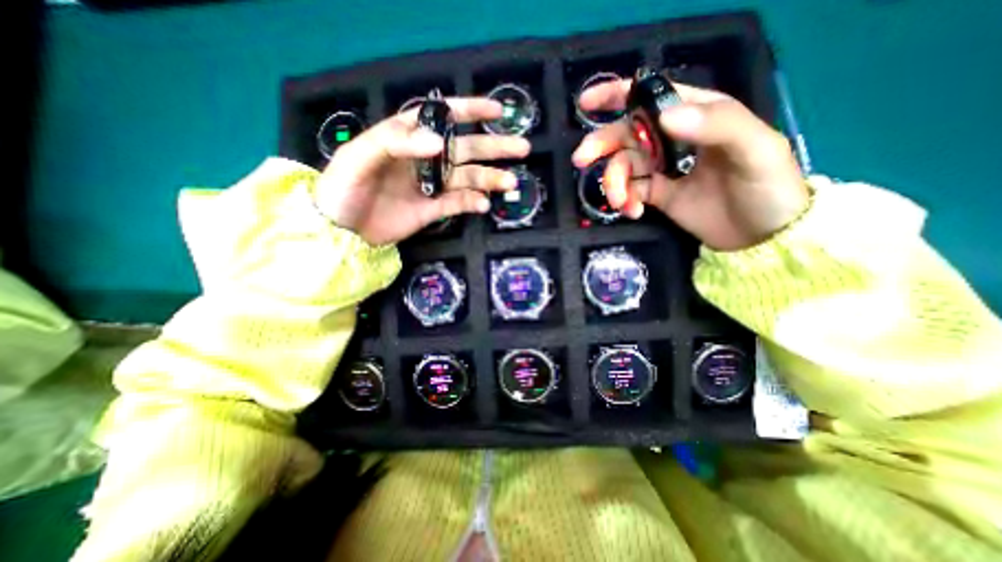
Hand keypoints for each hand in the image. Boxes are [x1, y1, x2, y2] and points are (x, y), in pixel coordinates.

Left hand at [314, 97, 532, 245]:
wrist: (340, 230)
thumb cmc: (343, 187)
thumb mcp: (360, 156)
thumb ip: (396, 143)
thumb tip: (439, 144)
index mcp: (408, 137)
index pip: (443, 117)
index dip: (471, 111)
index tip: (497, 110)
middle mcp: (426, 159)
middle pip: (466, 149)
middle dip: (495, 147)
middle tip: (522, 147)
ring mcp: (431, 186)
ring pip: (468, 178)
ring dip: (491, 179)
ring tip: (510, 182)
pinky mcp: (433, 209)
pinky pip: (458, 203)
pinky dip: (472, 203)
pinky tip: (483, 205)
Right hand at [566, 79, 808, 249]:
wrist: (761, 236)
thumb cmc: (768, 186)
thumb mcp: (755, 149)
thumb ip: (716, 125)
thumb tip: (663, 117)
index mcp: (697, 115)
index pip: (653, 96)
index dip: (618, 96)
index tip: (587, 104)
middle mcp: (674, 139)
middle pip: (627, 134)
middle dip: (602, 145)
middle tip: (581, 160)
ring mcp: (663, 169)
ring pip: (623, 167)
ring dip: (614, 183)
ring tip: (622, 202)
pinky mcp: (657, 195)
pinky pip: (630, 193)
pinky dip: (624, 202)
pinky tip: (633, 212)